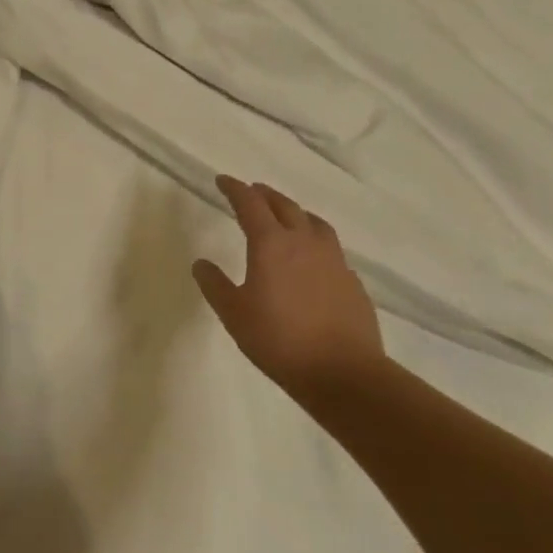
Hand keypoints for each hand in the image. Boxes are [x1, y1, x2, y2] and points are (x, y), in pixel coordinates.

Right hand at [193, 175, 383, 390]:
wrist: (343, 372)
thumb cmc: (279, 340)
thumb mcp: (233, 314)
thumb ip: (215, 285)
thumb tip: (201, 263)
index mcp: (271, 245)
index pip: (250, 205)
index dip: (235, 189)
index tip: (223, 180)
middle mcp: (304, 243)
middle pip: (284, 206)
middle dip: (264, 195)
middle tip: (251, 191)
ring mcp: (333, 260)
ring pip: (313, 222)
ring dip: (295, 211)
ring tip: (285, 215)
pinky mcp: (351, 280)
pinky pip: (331, 248)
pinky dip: (315, 240)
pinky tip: (312, 257)